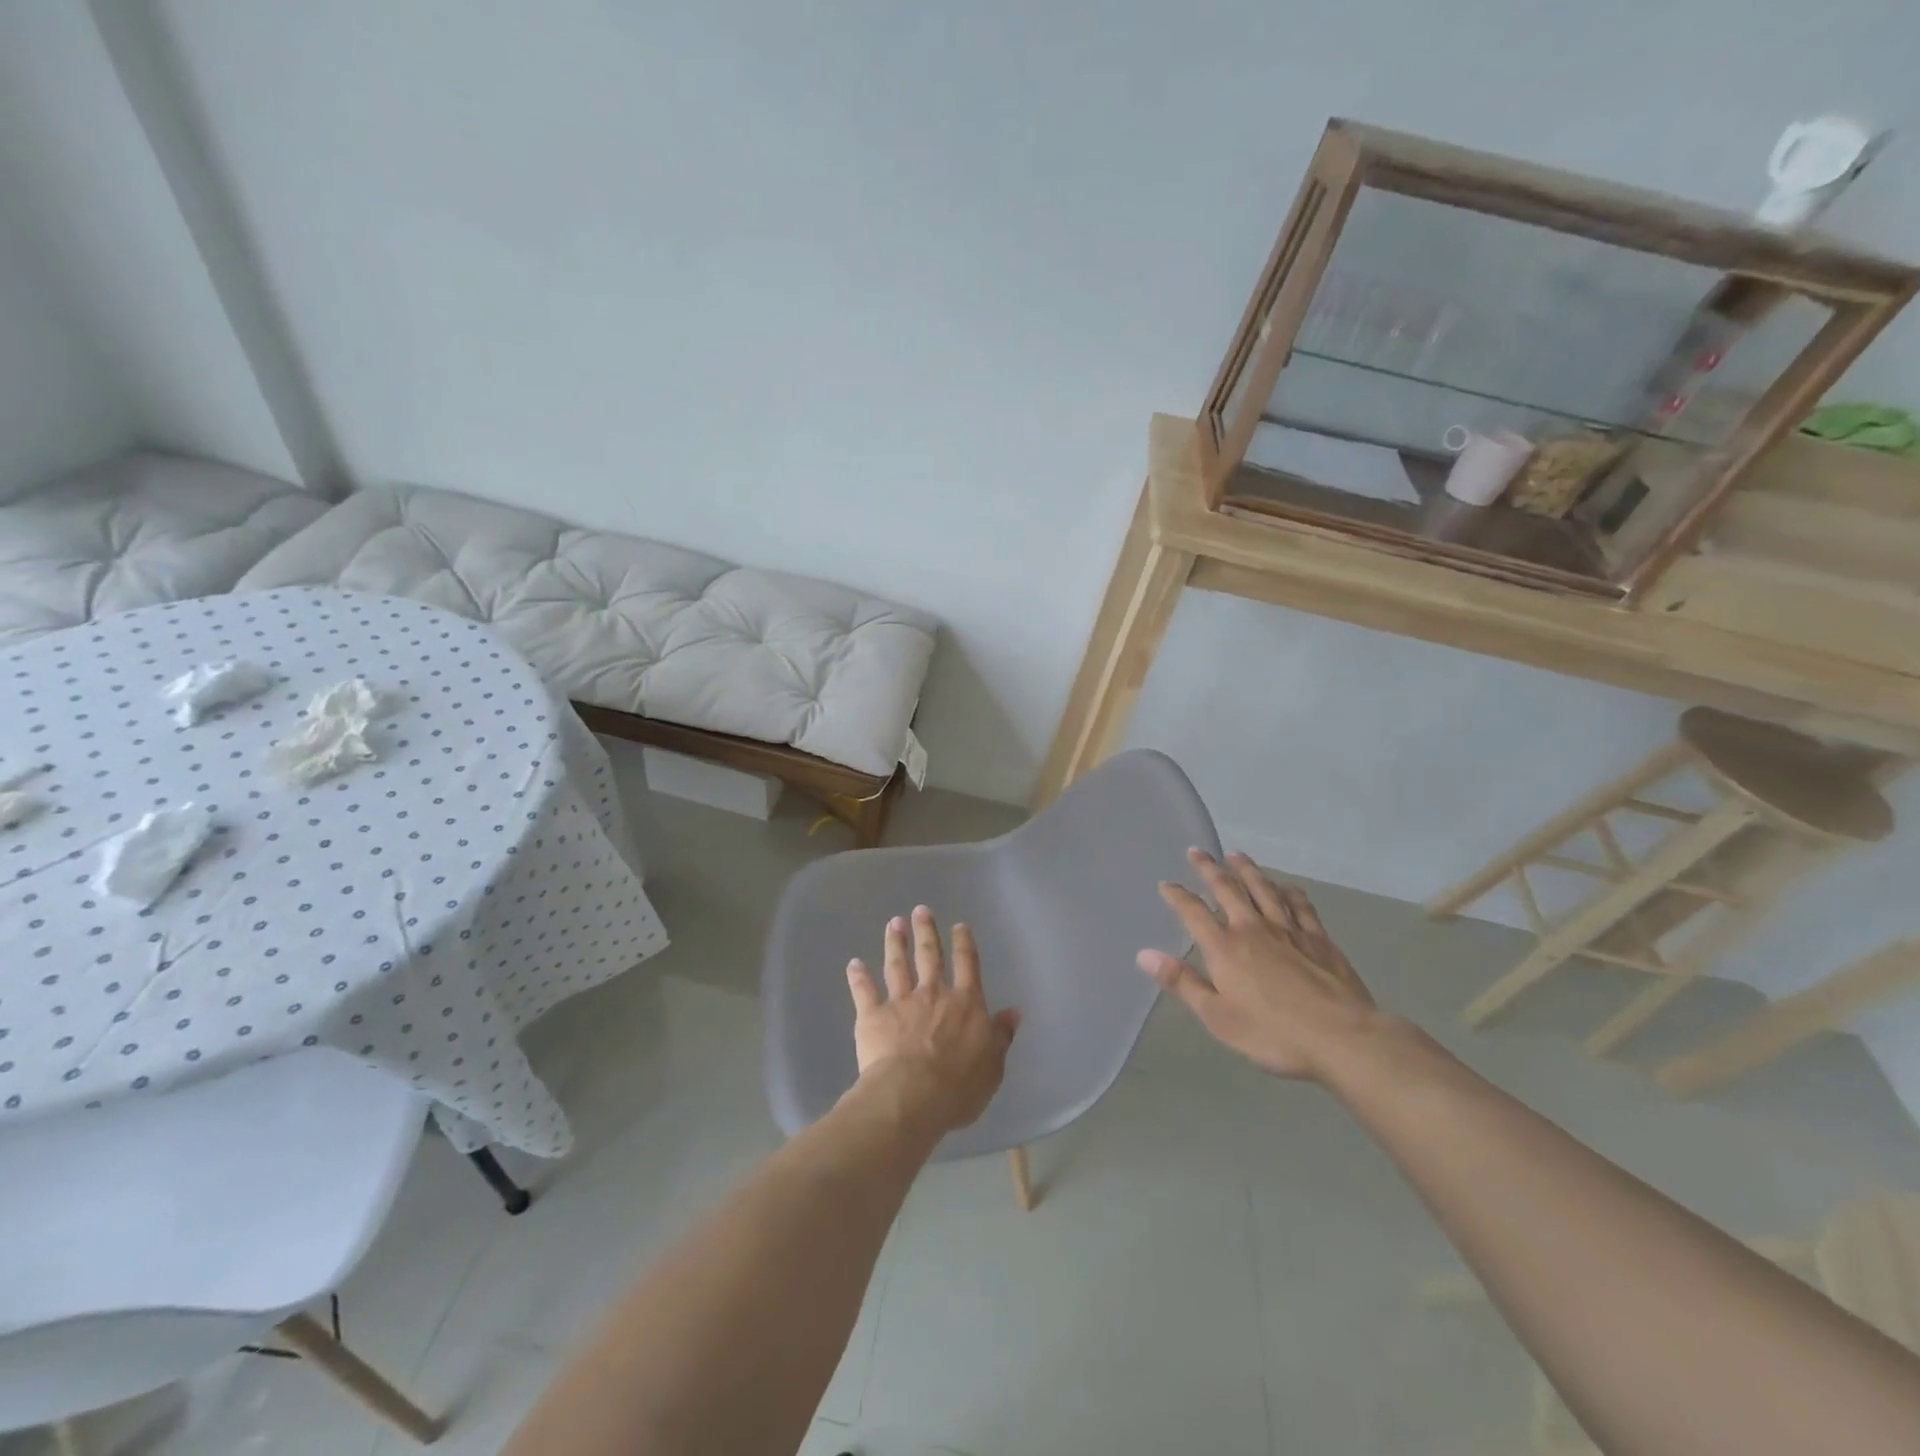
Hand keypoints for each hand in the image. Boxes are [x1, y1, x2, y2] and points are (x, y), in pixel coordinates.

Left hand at [845, 906, 1019, 1135]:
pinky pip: (864, 991)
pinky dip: (858, 976)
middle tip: (920, 910)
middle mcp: (933, 994)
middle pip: (930, 956)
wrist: (912, 1095)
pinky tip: (853, 964)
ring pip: (897, 965)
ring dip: (895, 943)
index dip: (964, 943)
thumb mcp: (993, 1064)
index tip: (959, 925)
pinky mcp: (873, 1016)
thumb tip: (1013, 1012)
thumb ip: (1001, 1036)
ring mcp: (901, 1002)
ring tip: (893, 923)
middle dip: (925, 931)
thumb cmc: (959, 1086)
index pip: (967, 966)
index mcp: (965, 1004)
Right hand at [1137, 850, 1379, 1081]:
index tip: (1166, 884)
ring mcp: (1288, 929)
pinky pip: (1300, 905)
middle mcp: (1252, 928)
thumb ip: (1182, 982)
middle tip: (1197, 851)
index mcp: (1225, 947)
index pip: (1194, 912)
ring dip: (1247, 870)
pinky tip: (1285, 886)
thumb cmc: (1272, 1032)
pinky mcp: (1318, 938)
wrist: (1341, 1037)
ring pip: (1263, 889)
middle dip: (1209, 869)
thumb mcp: (1217, 1017)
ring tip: (1236, 855)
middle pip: (1227, 889)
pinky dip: (1289, 891)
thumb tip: (1144, 954)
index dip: (1178, 896)